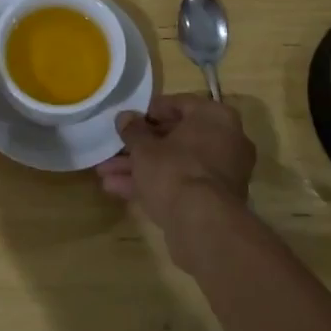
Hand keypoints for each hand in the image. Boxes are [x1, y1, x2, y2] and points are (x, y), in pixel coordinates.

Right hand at [97, 94, 255, 264]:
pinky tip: (118, 190)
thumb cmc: (174, 170)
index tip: (128, 121)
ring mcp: (222, 174)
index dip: (148, 112)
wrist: (202, 225)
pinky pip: (181, 184)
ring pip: (175, 163)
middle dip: (140, 146)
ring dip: (141, 168)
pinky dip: (154, 185)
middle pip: (176, 137)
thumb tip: (125, 118)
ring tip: (105, 173)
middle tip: (113, 149)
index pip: (179, 104)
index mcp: (215, 117)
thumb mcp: (144, 147)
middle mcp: (226, 141)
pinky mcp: (214, 201)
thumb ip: (133, 130)